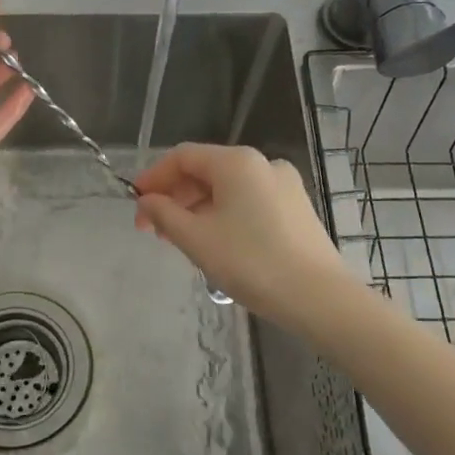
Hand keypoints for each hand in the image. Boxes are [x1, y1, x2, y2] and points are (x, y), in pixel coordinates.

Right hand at [133, 143, 353, 329]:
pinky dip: (224, 215)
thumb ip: (163, 214)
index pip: (182, 157)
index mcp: (236, 161)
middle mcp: (262, 163)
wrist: (318, 297)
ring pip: (227, 188)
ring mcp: (284, 185)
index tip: (135, 205)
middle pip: (206, 170)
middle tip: (153, 230)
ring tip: (181, 241)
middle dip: (175, 197)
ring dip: (197, 209)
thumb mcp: (196, 239)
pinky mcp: (296, 208)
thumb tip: (147, 201)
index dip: (154, 178)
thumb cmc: (251, 262)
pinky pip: (248, 201)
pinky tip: (215, 243)